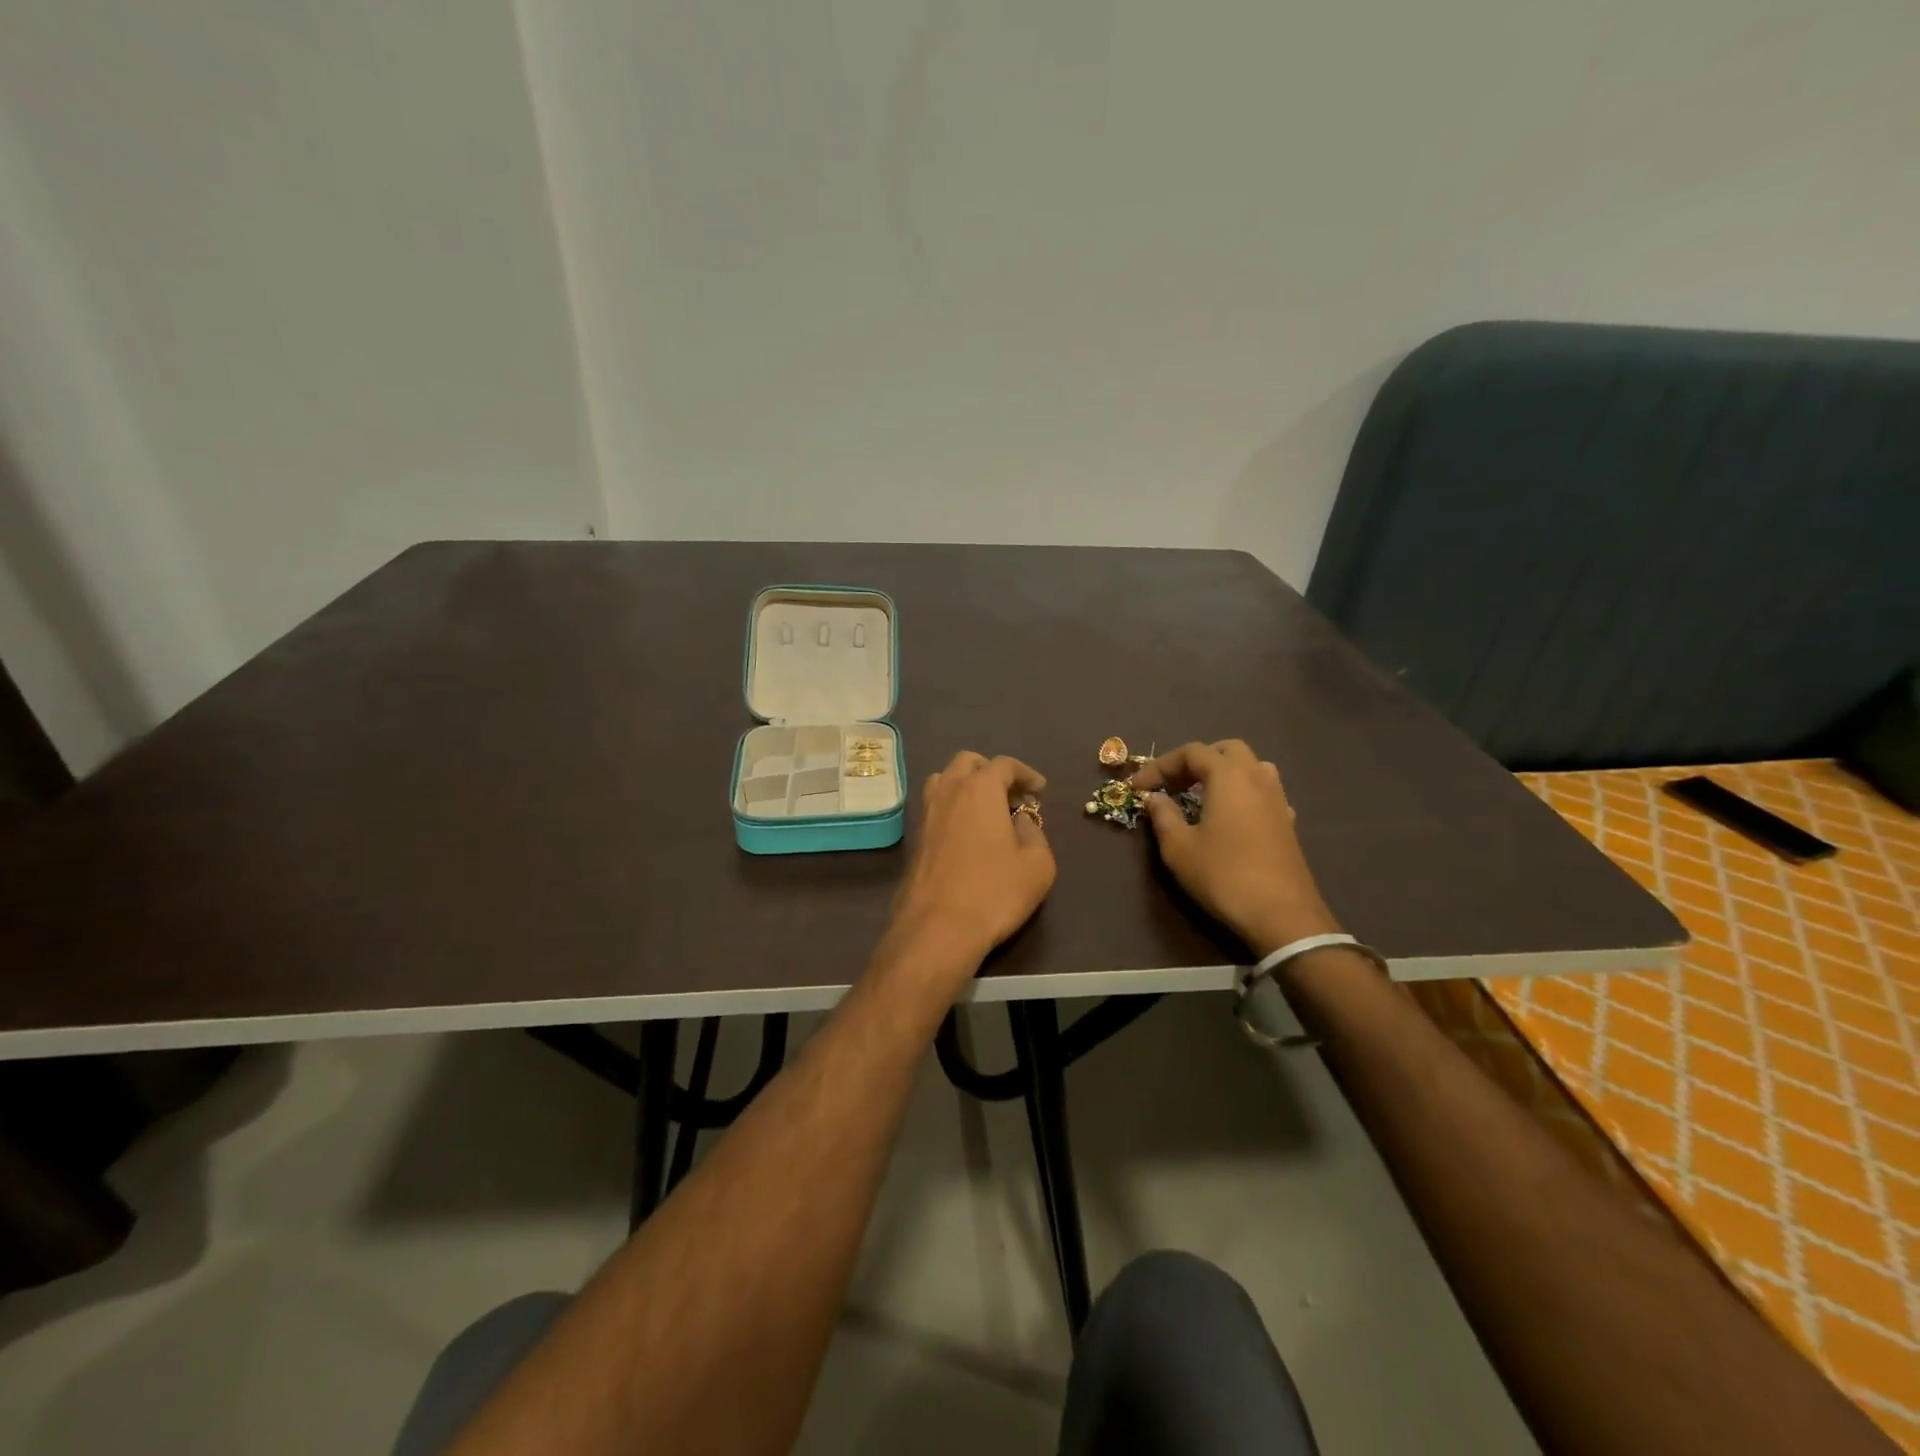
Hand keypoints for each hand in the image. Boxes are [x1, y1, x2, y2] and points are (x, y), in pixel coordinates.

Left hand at [888, 752, 1056, 972]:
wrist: (937, 929)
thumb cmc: (994, 893)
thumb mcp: (1037, 865)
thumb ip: (1034, 833)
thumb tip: (1020, 821)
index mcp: (979, 789)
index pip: (1004, 764)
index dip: (1026, 773)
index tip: (1040, 791)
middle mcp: (948, 792)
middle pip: (968, 763)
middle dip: (992, 772)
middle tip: (1011, 796)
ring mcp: (925, 814)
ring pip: (944, 781)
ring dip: (966, 786)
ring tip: (986, 811)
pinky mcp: (914, 839)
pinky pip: (935, 808)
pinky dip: (953, 808)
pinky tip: (967, 834)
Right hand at [1133, 740, 1338, 955]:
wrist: (1281, 915)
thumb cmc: (1223, 875)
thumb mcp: (1179, 848)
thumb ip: (1163, 816)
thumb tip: (1153, 798)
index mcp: (1228, 776)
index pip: (1191, 752)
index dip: (1159, 766)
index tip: (1137, 788)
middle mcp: (1256, 778)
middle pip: (1226, 750)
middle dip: (1195, 761)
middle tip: (1172, 785)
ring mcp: (1277, 799)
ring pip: (1251, 767)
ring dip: (1223, 773)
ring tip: (1201, 795)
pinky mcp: (1287, 822)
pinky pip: (1263, 791)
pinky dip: (1241, 793)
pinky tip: (1229, 818)